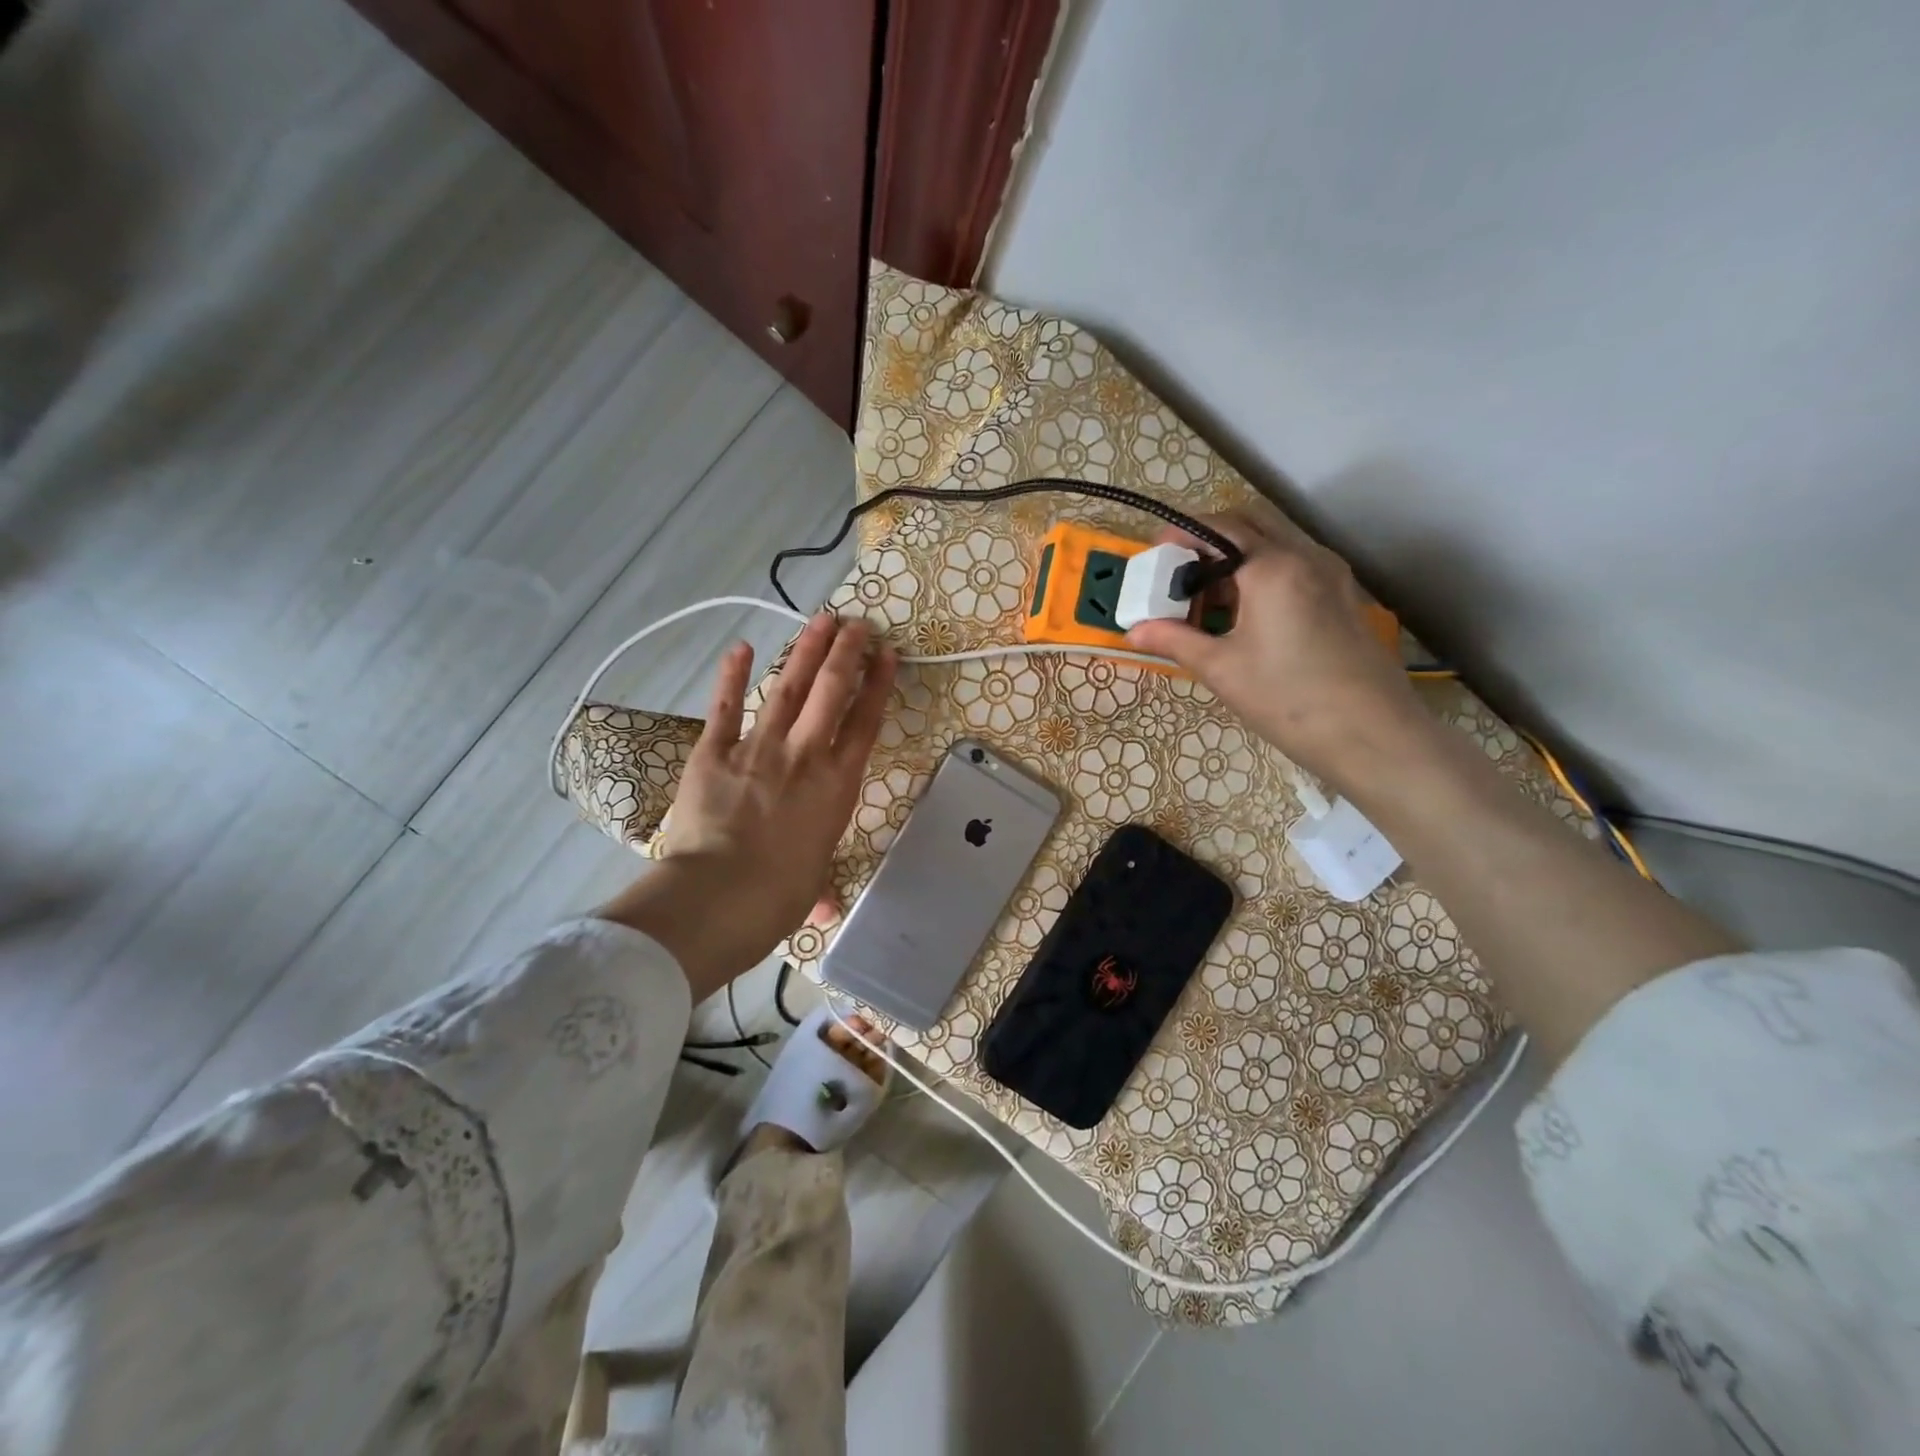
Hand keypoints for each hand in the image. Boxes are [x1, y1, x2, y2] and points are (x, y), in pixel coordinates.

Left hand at [597, 613, 895, 997]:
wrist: (721, 895)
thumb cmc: (778, 897)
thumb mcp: (810, 887)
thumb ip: (818, 887)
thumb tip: (824, 909)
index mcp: (837, 785)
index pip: (865, 722)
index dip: (878, 684)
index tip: (888, 656)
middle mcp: (805, 755)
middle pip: (831, 691)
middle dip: (847, 652)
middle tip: (857, 624)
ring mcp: (759, 748)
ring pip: (787, 687)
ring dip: (805, 651)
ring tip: (821, 620)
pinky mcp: (715, 752)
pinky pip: (725, 708)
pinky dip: (730, 676)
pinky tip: (739, 647)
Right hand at [1125, 508, 1430, 792]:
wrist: (1373, 735)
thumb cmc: (1289, 699)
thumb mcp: (1221, 669)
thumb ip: (1174, 640)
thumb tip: (1132, 630)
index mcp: (1273, 567)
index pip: (1219, 527)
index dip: (1181, 535)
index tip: (1154, 555)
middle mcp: (1306, 556)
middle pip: (1251, 524)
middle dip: (1210, 540)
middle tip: (1180, 574)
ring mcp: (1332, 575)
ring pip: (1276, 545)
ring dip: (1238, 558)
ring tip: (1208, 601)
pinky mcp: (1343, 597)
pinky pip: (1295, 567)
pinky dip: (1263, 575)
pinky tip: (1246, 616)